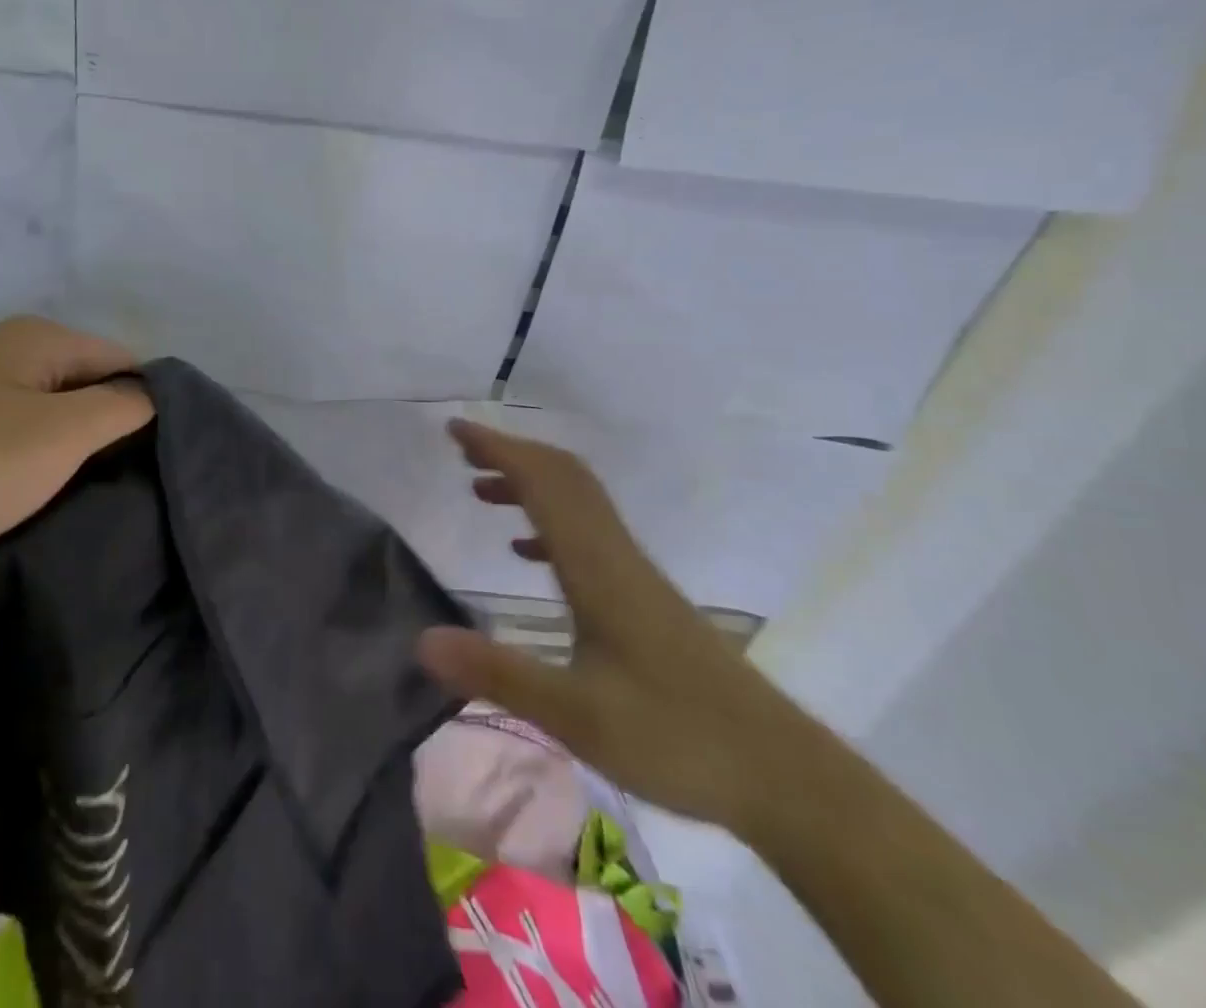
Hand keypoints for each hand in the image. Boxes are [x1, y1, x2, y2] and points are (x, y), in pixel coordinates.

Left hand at [0, 317, 151, 592]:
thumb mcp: (61, 436)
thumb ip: (122, 407)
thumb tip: (153, 394)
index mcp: (36, 336)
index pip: (123, 359)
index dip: (147, 404)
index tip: (157, 458)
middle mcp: (1, 348)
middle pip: (84, 382)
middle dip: (107, 427)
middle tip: (120, 480)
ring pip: (47, 410)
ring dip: (67, 447)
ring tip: (78, 492)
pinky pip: (10, 431)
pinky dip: (28, 458)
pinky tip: (26, 492)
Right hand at [417, 419, 820, 836]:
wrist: (783, 775)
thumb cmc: (678, 738)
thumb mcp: (576, 716)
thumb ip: (498, 674)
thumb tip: (422, 639)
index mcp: (597, 566)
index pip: (544, 483)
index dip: (499, 448)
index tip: (455, 430)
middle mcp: (616, 555)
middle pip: (564, 477)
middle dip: (511, 454)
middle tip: (462, 452)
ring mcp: (634, 574)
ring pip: (578, 502)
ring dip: (530, 483)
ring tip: (482, 490)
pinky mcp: (645, 597)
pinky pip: (589, 534)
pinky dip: (550, 523)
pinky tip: (527, 552)